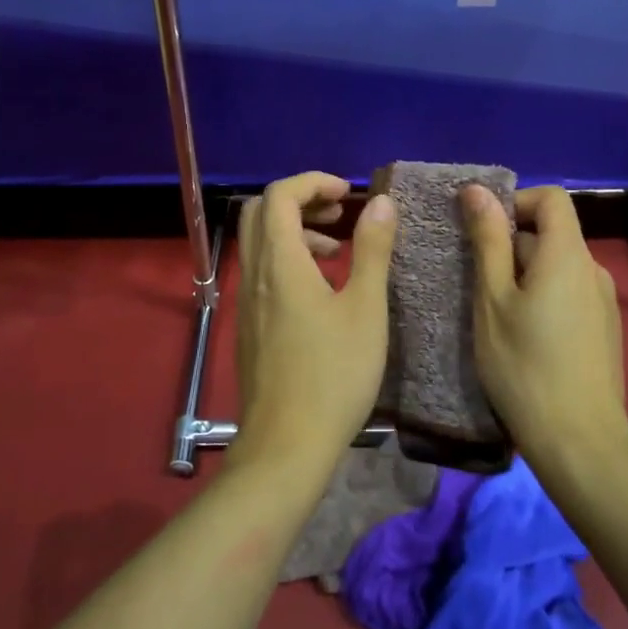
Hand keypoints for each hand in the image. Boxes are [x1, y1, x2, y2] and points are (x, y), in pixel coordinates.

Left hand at [232, 172, 397, 474]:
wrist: (286, 446)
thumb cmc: (333, 374)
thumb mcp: (365, 308)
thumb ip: (372, 249)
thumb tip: (380, 202)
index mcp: (280, 262)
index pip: (280, 194)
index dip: (313, 181)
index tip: (348, 193)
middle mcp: (255, 273)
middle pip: (262, 212)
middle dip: (300, 199)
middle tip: (338, 211)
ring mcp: (247, 301)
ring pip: (260, 242)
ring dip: (295, 230)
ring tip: (337, 249)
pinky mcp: (250, 326)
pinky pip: (262, 271)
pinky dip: (288, 259)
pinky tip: (321, 289)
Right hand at [462, 185, 627, 470]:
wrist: (579, 444)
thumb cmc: (525, 366)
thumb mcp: (492, 299)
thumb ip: (488, 241)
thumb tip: (477, 190)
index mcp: (568, 255)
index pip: (551, 198)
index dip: (516, 201)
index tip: (484, 232)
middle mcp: (593, 270)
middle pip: (551, 233)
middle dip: (511, 245)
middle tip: (477, 283)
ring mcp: (603, 302)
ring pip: (557, 267)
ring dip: (524, 275)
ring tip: (495, 314)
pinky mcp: (604, 330)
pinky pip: (569, 294)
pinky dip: (542, 298)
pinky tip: (523, 338)